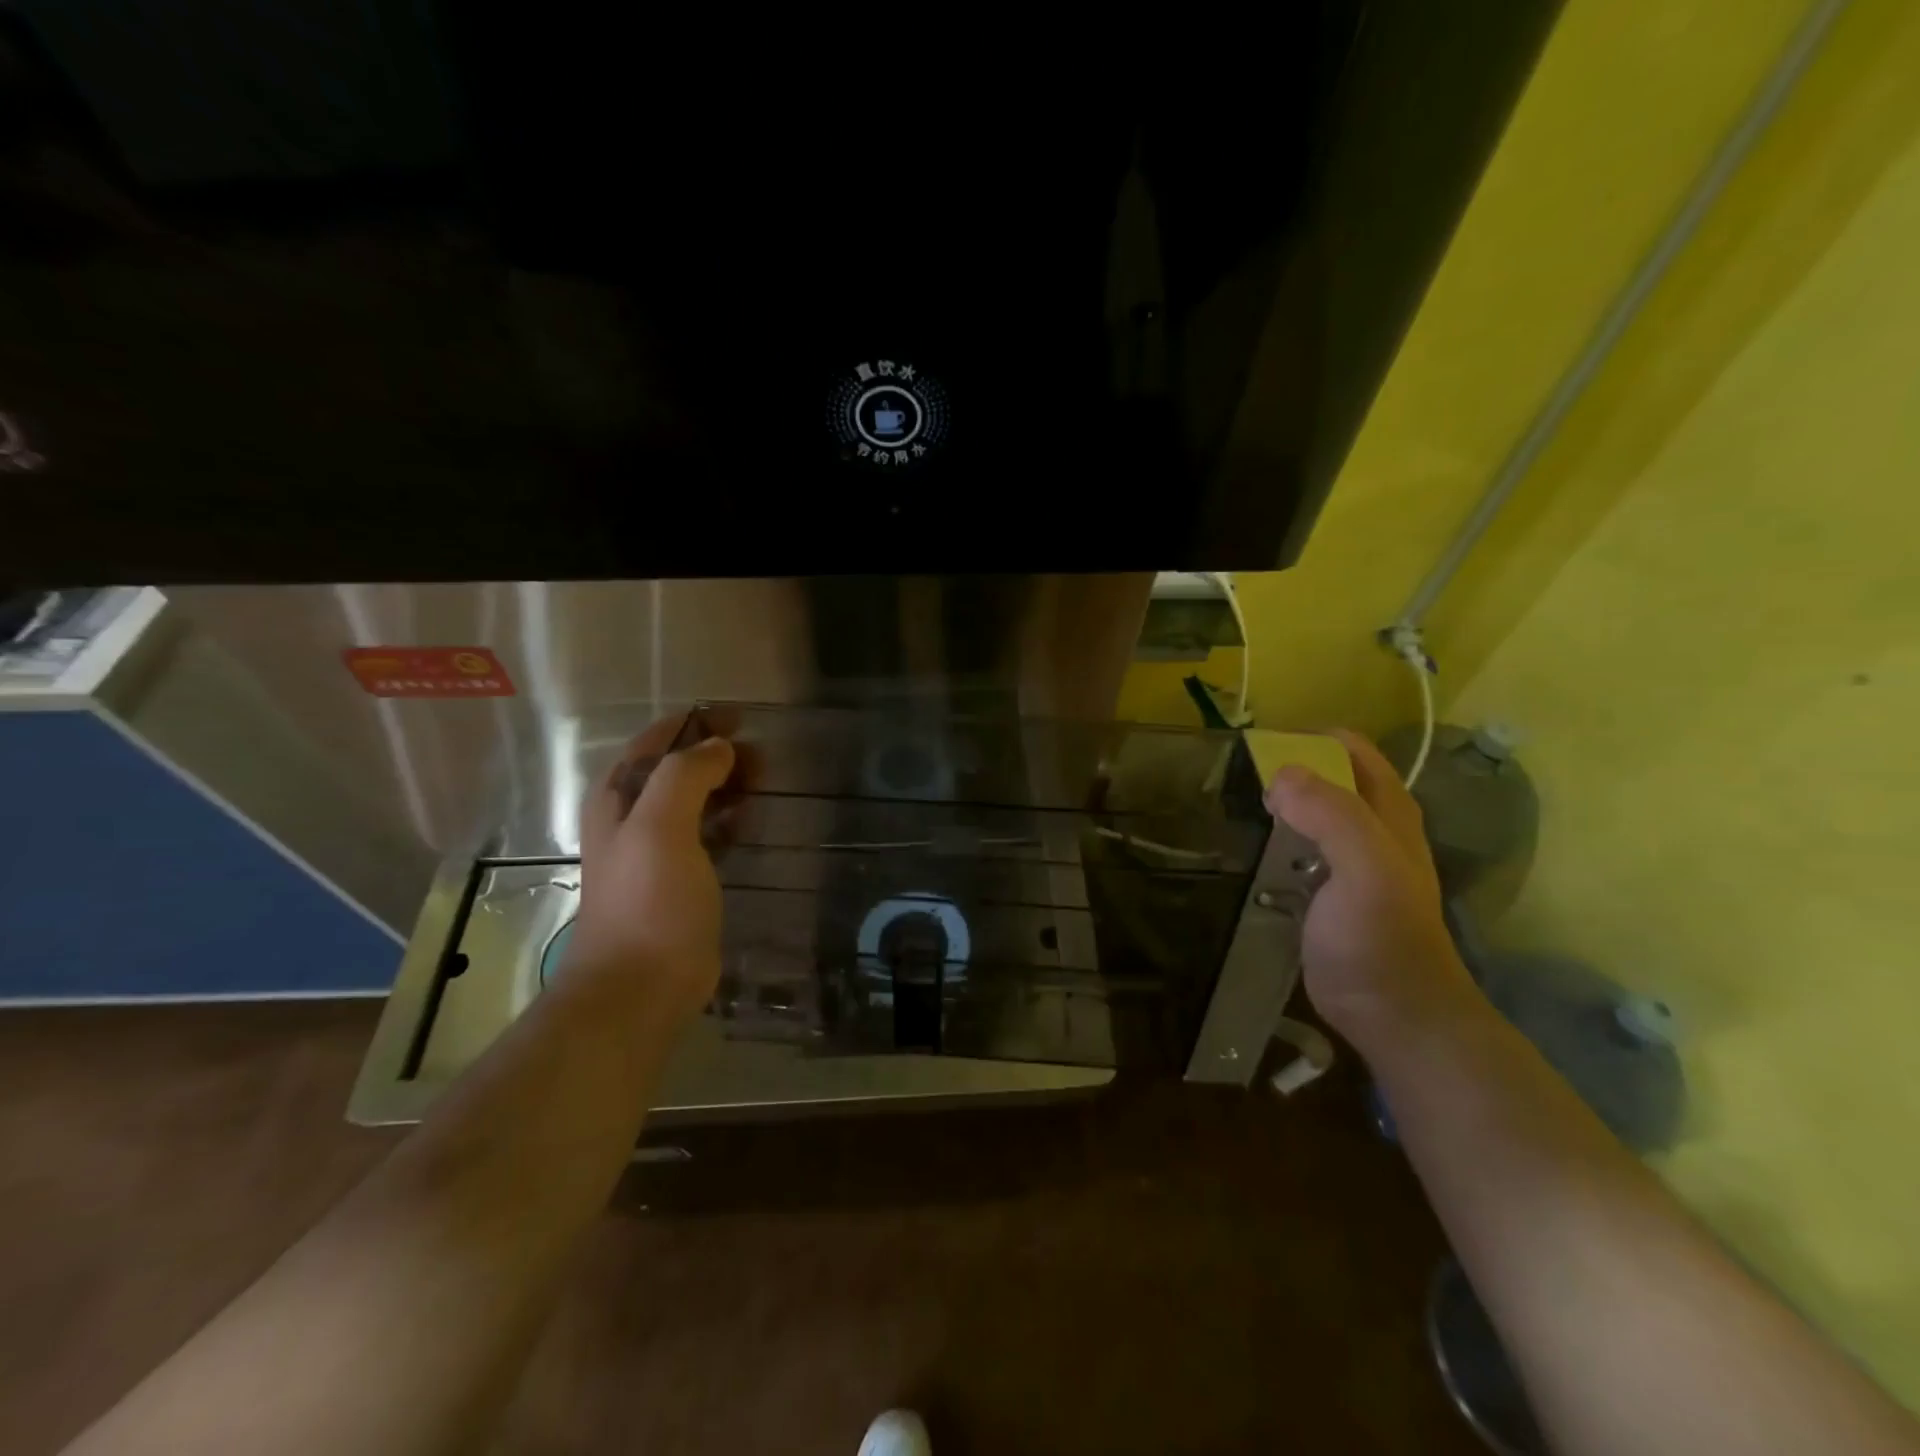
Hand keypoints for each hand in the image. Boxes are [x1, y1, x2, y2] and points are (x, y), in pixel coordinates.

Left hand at [560, 716, 740, 1026]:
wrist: (640, 986)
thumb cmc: (648, 901)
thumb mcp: (660, 827)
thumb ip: (685, 776)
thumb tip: (718, 748)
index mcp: (618, 799)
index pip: (655, 742)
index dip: (695, 724)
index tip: (740, 719)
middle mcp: (632, 819)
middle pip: (676, 769)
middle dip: (716, 754)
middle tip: (762, 755)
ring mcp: (656, 852)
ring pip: (694, 801)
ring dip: (725, 785)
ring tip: (764, 781)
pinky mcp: (680, 881)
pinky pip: (706, 835)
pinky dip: (728, 820)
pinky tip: (752, 822)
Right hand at [1264, 729, 1481, 1049]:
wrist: (1392, 1014)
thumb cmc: (1382, 938)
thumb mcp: (1367, 868)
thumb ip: (1331, 815)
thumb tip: (1281, 774)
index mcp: (1388, 812)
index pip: (1350, 750)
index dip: (1308, 741)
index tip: (1259, 750)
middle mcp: (1369, 829)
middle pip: (1325, 780)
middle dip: (1284, 771)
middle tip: (1235, 780)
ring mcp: (1344, 863)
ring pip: (1306, 816)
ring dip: (1273, 808)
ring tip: (1228, 807)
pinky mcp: (1321, 894)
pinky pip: (1291, 852)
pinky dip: (1269, 842)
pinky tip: (1241, 850)